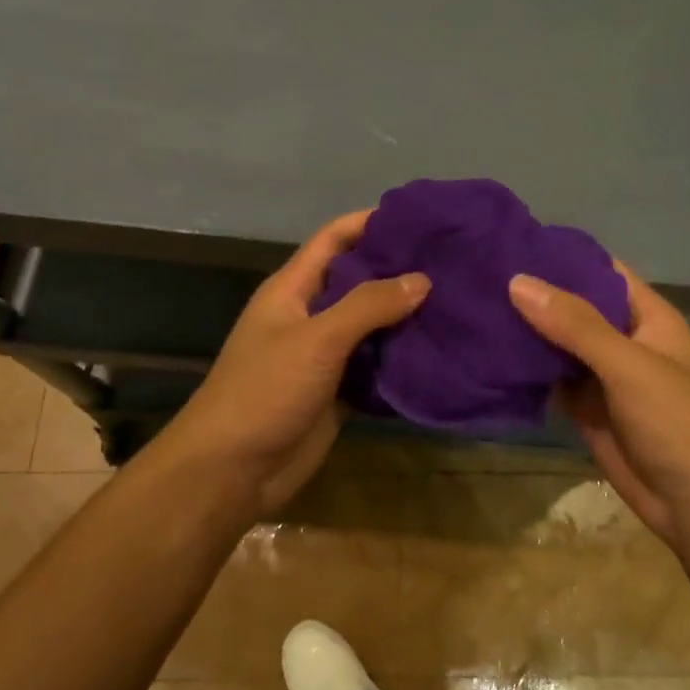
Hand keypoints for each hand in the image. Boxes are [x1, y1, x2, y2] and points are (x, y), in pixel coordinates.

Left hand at [153, 210, 429, 519]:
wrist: (232, 471)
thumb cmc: (265, 390)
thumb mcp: (316, 338)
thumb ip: (368, 305)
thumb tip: (422, 279)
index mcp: (293, 289)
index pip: (334, 239)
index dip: (371, 222)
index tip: (420, 217)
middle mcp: (310, 315)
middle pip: (359, 281)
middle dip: (399, 270)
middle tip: (453, 261)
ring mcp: (324, 356)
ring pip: (371, 326)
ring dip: (405, 316)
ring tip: (457, 301)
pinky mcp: (337, 392)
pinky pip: (375, 367)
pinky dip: (402, 359)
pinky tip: (441, 351)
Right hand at [508, 266, 689, 548]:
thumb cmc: (676, 421)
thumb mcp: (629, 364)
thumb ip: (575, 325)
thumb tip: (517, 282)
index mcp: (647, 317)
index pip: (601, 273)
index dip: (563, 257)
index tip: (514, 244)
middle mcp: (623, 341)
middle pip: (575, 309)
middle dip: (536, 295)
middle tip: (481, 275)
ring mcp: (604, 377)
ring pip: (559, 345)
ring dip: (526, 332)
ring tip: (475, 307)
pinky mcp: (586, 409)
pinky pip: (551, 381)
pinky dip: (526, 371)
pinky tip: (488, 354)